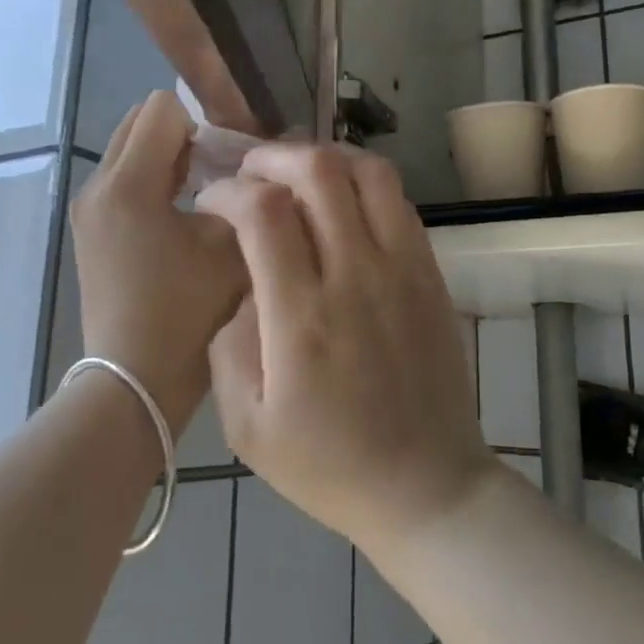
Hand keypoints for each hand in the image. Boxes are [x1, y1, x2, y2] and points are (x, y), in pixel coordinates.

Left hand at [71, 93, 245, 429]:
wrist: (134, 379)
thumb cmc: (186, 313)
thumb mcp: (229, 247)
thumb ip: (244, 197)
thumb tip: (252, 171)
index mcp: (128, 183)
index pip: (163, 109)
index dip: (204, 123)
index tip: (228, 160)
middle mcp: (97, 185)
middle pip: (140, 124)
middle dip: (182, 137)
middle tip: (218, 174)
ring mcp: (88, 210)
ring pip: (129, 153)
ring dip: (167, 161)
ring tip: (201, 199)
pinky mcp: (90, 232)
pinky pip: (122, 183)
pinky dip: (151, 185)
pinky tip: (178, 222)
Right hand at [197, 145, 494, 553]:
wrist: (426, 488)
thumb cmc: (328, 466)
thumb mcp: (246, 425)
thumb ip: (228, 343)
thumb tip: (240, 283)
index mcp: (302, 316)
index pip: (263, 211)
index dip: (228, 191)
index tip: (211, 203)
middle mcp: (356, 276)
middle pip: (320, 171)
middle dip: (273, 156)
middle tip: (250, 174)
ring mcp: (403, 270)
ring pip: (370, 173)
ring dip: (326, 158)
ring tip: (297, 176)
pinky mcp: (431, 274)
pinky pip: (400, 203)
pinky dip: (364, 184)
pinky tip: (342, 204)